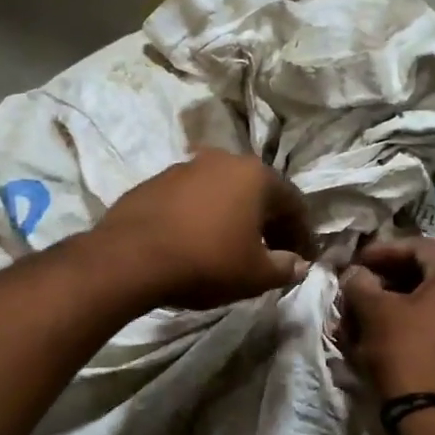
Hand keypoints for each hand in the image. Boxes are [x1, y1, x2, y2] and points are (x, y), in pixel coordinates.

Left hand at [94, 149, 313, 310]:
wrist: (130, 257)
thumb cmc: (205, 261)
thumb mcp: (255, 275)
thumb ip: (285, 267)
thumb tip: (299, 263)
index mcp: (255, 175)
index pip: (293, 203)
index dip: (303, 233)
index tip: (304, 258)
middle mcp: (223, 160)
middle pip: (258, 192)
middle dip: (270, 223)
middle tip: (273, 253)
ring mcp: (185, 167)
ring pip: (223, 192)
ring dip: (235, 216)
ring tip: (234, 247)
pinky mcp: (155, 181)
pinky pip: (192, 198)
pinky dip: (203, 216)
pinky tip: (197, 241)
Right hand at [341, 236, 434, 401]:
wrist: (429, 416)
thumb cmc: (403, 351)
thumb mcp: (374, 311)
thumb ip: (360, 282)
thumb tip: (356, 274)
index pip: (418, 247)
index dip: (383, 250)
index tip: (356, 262)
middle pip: (421, 274)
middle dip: (383, 279)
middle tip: (356, 288)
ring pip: (422, 302)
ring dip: (389, 303)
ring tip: (359, 315)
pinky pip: (429, 324)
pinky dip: (402, 323)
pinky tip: (375, 335)